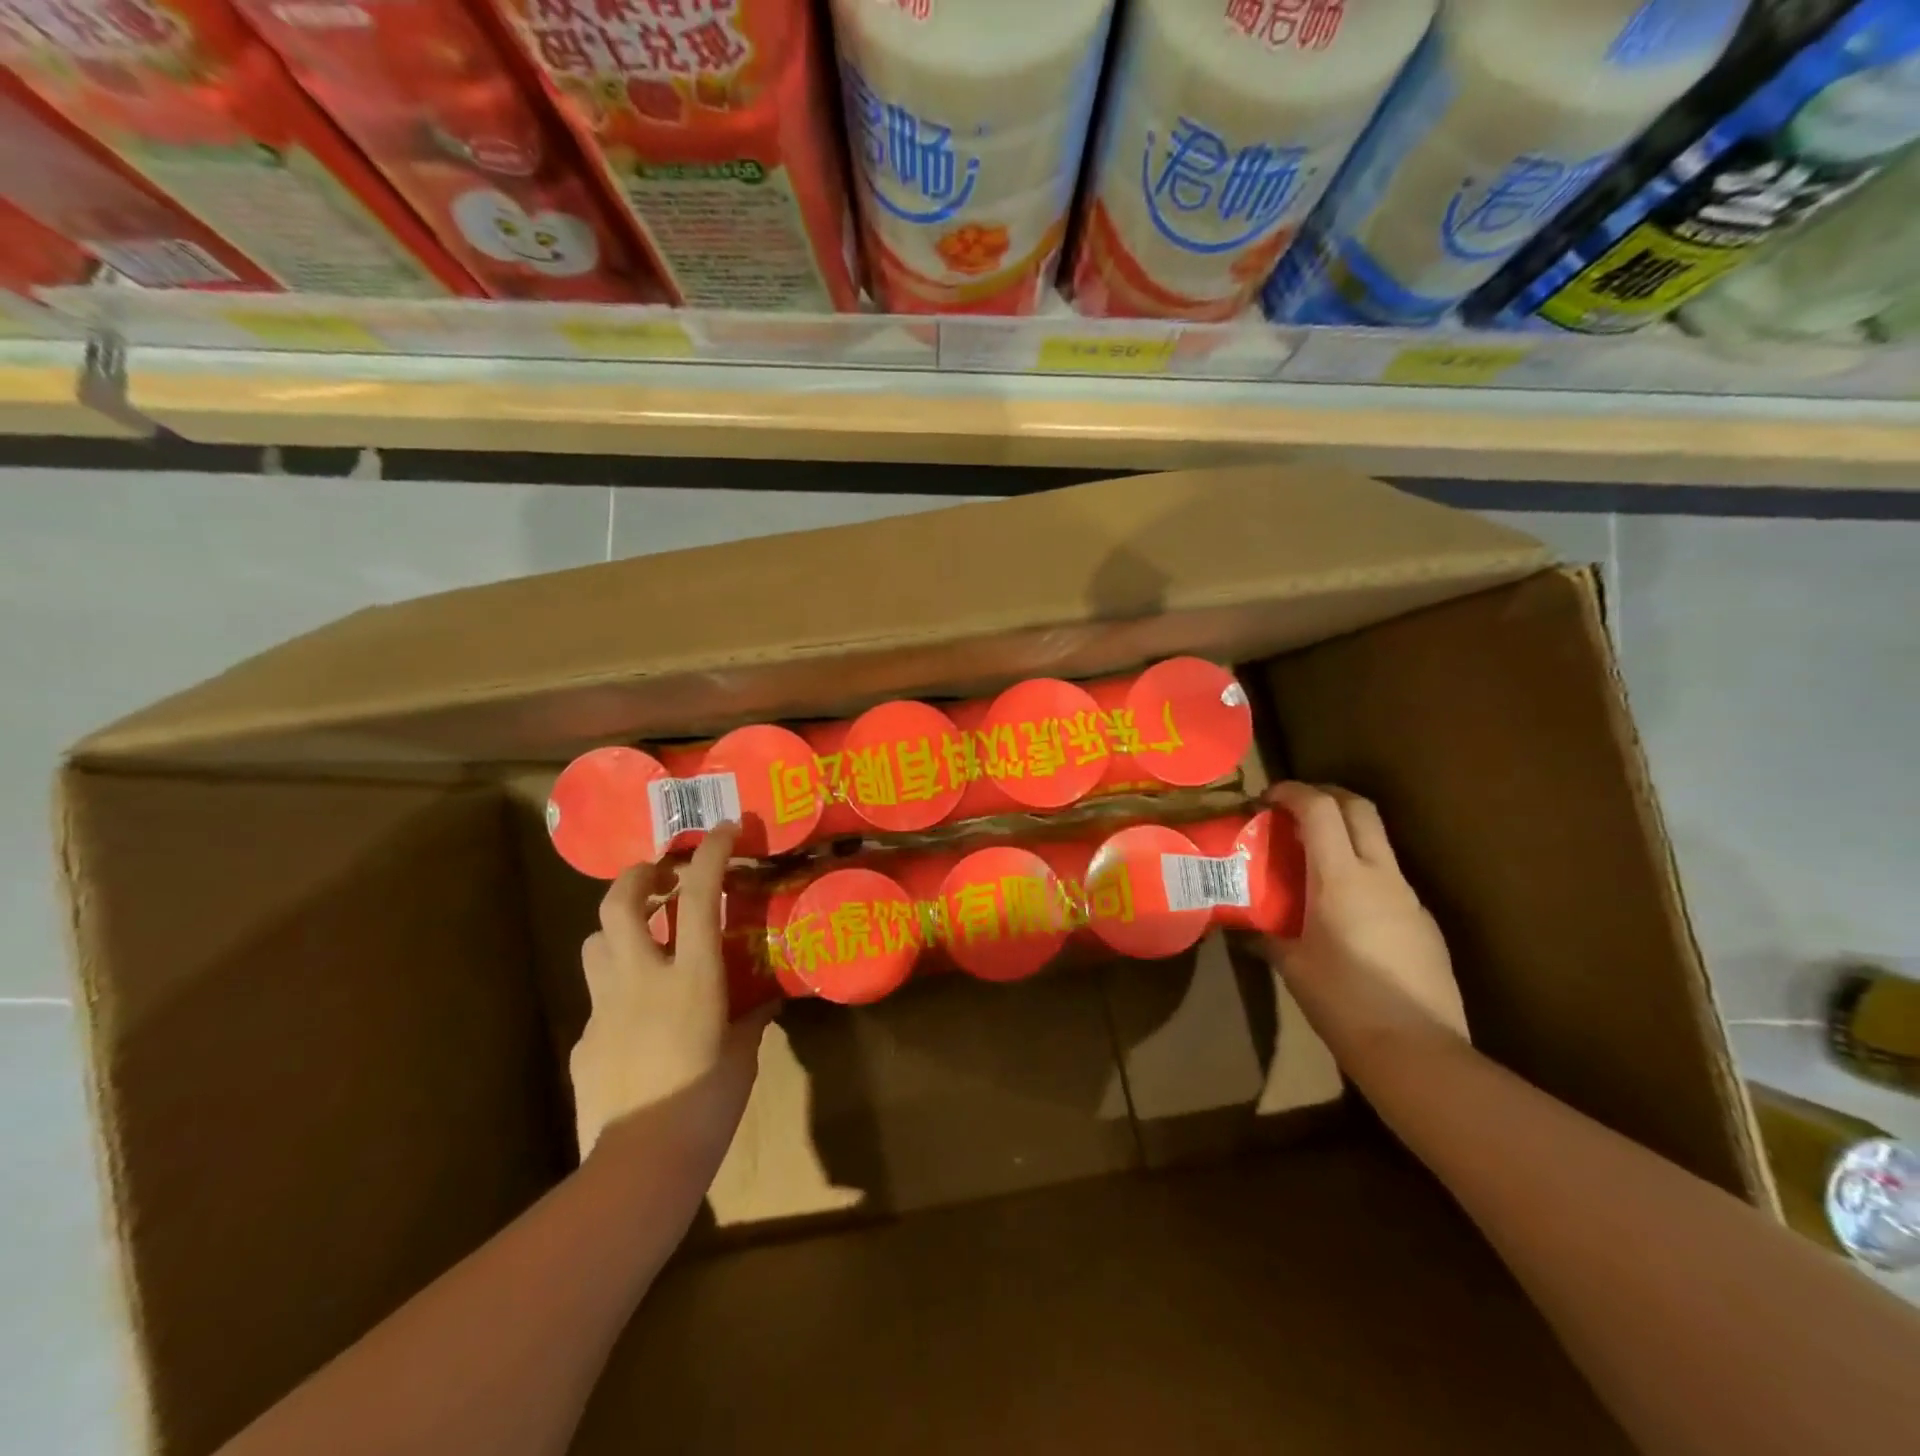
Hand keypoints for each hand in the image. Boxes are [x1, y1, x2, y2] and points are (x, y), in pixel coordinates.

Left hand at [570, 824, 774, 1165]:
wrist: (640, 1164)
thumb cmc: (707, 1104)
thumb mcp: (742, 1057)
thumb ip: (751, 1022)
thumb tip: (767, 1005)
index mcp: (691, 978)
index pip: (699, 897)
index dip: (709, 855)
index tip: (721, 830)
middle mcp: (642, 979)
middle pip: (618, 905)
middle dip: (636, 876)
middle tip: (657, 872)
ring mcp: (606, 1008)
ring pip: (595, 943)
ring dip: (617, 928)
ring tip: (642, 936)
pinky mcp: (585, 1040)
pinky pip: (598, 1001)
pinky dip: (617, 992)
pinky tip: (636, 1018)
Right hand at [1262, 782, 1468, 1064]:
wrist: (1417, 1051)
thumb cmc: (1342, 1002)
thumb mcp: (1292, 966)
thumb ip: (1266, 937)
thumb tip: (1243, 929)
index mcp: (1341, 878)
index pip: (1319, 809)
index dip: (1291, 792)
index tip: (1267, 799)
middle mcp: (1380, 876)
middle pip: (1360, 808)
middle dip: (1326, 795)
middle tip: (1295, 809)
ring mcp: (1410, 898)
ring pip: (1379, 843)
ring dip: (1347, 834)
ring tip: (1315, 859)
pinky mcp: (1426, 923)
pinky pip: (1390, 881)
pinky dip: (1364, 873)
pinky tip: (1346, 910)